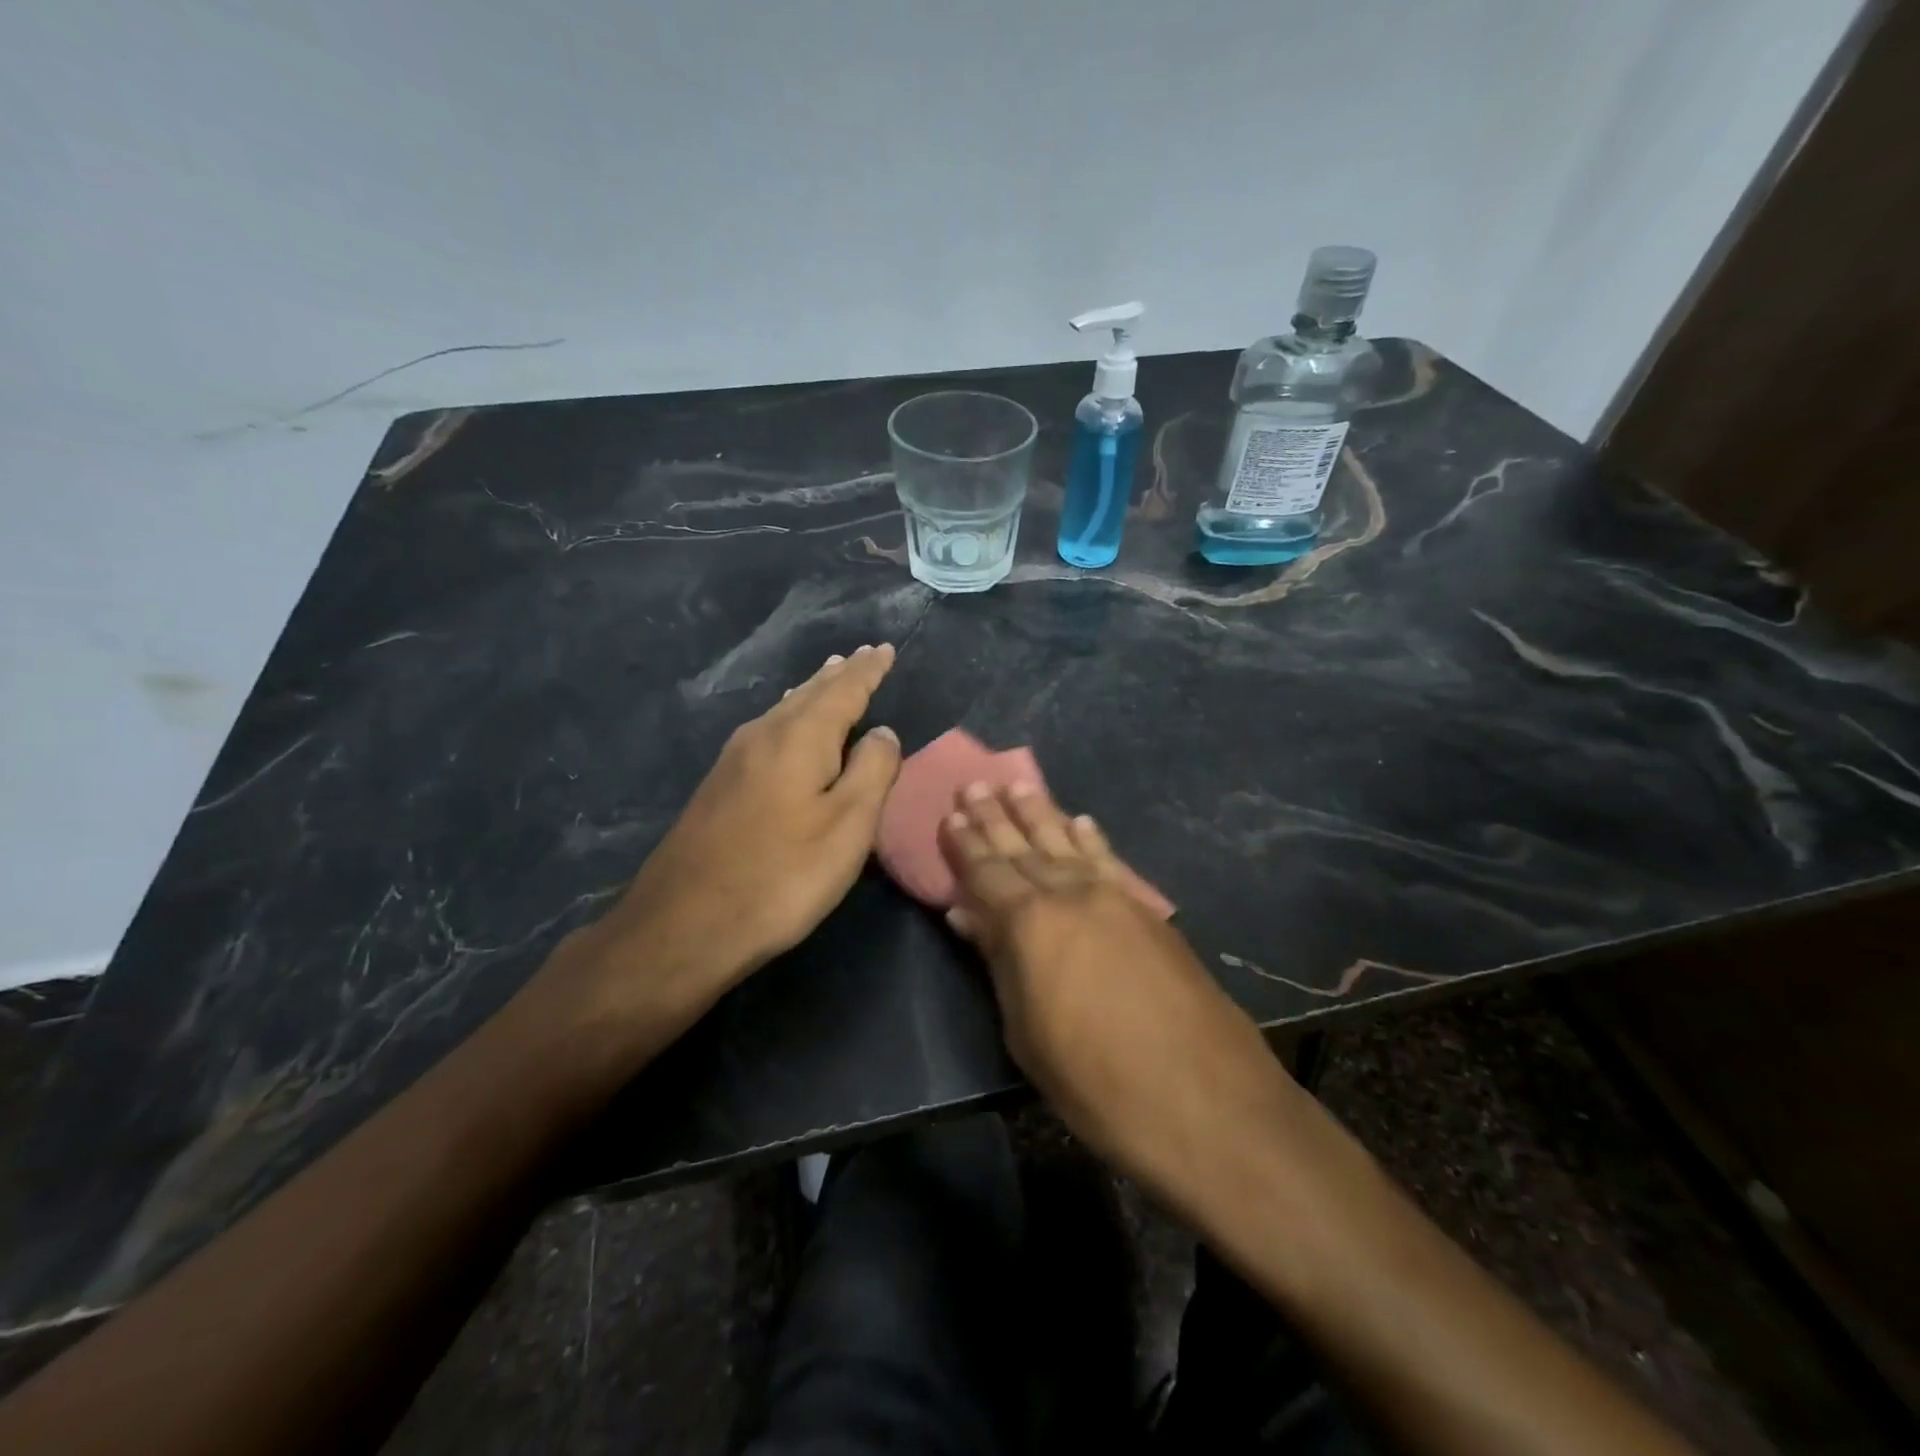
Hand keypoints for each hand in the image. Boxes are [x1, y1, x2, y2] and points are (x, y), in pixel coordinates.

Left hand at [564, 643, 900, 1037]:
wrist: (684, 924)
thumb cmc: (781, 875)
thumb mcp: (847, 827)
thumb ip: (872, 772)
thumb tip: (883, 732)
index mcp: (800, 737)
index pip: (843, 690)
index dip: (868, 670)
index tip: (886, 649)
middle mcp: (763, 735)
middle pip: (808, 694)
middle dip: (839, 675)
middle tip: (862, 656)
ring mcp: (734, 760)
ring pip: (783, 711)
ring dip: (812, 693)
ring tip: (829, 677)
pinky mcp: (719, 786)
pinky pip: (767, 732)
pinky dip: (791, 718)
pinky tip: (788, 727)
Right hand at [940, 781, 1294, 1192]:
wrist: (1205, 1101)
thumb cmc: (1096, 1082)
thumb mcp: (1027, 1034)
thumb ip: (999, 962)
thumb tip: (967, 914)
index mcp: (1029, 924)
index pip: (987, 873)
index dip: (966, 845)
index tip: (951, 814)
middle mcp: (1070, 895)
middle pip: (1024, 847)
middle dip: (996, 815)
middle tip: (976, 784)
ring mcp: (1114, 898)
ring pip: (1068, 842)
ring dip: (1041, 813)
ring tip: (1019, 784)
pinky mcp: (1149, 911)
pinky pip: (1110, 861)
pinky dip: (1091, 838)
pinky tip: (1082, 821)